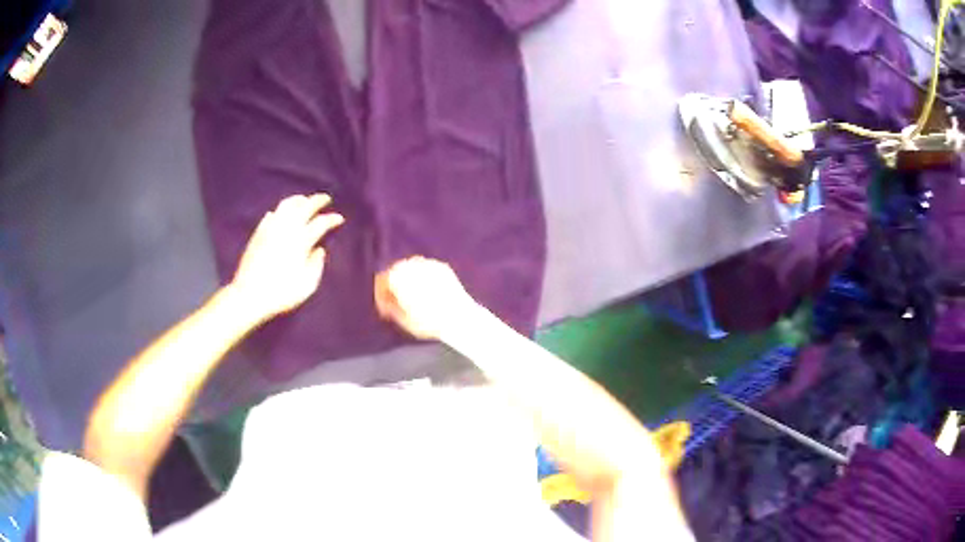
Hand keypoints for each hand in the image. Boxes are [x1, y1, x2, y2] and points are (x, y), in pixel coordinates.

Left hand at [231, 194, 343, 319]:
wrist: (249, 295)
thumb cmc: (281, 293)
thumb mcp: (307, 285)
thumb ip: (316, 266)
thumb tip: (320, 250)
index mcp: (301, 241)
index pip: (320, 223)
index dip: (332, 219)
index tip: (339, 218)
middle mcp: (287, 229)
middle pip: (305, 207)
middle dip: (317, 200)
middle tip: (326, 198)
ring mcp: (271, 228)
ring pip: (286, 205)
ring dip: (298, 200)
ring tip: (304, 200)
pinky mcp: (258, 233)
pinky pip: (271, 215)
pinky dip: (280, 210)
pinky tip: (281, 213)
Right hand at [375, 257, 474, 339]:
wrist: (460, 317)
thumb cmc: (428, 321)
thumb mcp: (403, 320)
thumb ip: (390, 308)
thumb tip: (388, 303)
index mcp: (397, 275)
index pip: (382, 280)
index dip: (381, 296)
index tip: (385, 310)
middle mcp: (411, 264)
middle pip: (395, 271)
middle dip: (394, 286)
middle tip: (396, 302)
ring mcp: (428, 263)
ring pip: (411, 268)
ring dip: (408, 280)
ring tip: (412, 297)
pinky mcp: (442, 267)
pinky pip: (426, 269)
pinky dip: (423, 278)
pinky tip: (427, 291)